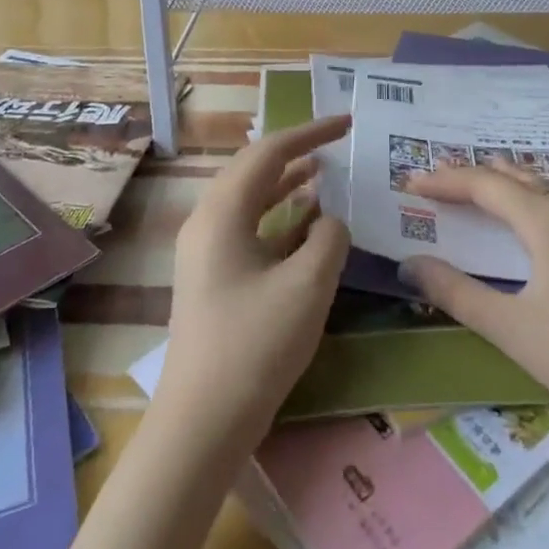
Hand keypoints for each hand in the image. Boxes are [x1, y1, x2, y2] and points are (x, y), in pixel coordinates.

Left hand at [156, 115, 351, 448]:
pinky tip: (309, 227)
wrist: (201, 424)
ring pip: (251, 200)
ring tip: (326, 174)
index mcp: (223, 212)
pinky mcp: (213, 278)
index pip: (269, 152)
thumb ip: (328, 238)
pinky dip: (280, 220)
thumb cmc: (255, 345)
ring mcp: (206, 252)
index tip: (347, 123)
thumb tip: (329, 220)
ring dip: (288, 185)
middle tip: (336, 144)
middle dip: (296, 153)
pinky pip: (249, 230)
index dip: (311, 133)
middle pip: (254, 170)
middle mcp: (208, 222)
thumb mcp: (307, 285)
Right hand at [401, 164, 548, 437]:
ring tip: (499, 180)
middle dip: (478, 178)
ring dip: (523, 181)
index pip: (485, 187)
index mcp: (546, 221)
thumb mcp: (510, 328)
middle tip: (444, 180)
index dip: (447, 181)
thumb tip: (410, 264)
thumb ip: (455, 292)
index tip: (414, 182)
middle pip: (519, 180)